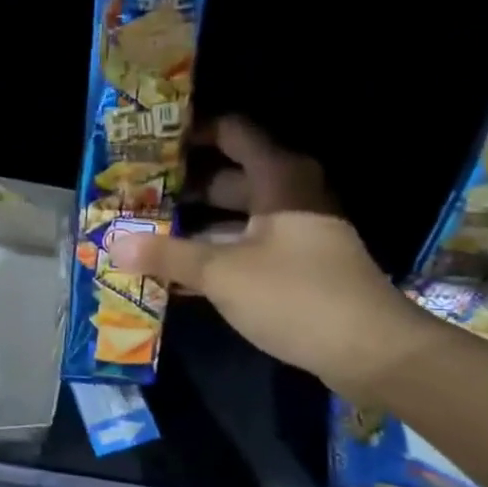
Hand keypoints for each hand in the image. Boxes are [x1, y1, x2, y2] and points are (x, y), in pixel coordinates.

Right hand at [108, 117, 431, 397]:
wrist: (373, 354)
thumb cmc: (296, 295)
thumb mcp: (222, 273)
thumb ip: (166, 255)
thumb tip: (114, 244)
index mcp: (277, 178)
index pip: (231, 133)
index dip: (191, 132)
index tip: (149, 143)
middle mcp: (287, 195)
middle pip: (226, 177)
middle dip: (179, 187)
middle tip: (132, 195)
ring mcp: (293, 232)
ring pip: (232, 216)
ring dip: (191, 226)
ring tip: (141, 233)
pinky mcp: (294, 266)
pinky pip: (243, 247)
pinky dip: (212, 254)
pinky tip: (172, 272)